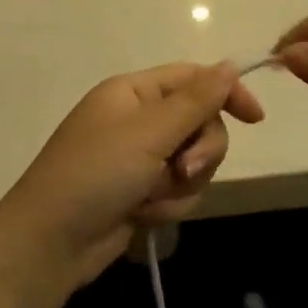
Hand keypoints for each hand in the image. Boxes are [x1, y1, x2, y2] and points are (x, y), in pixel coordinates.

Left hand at [0, 63, 264, 299]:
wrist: (52, 243)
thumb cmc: (95, 174)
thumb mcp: (149, 133)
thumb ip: (196, 100)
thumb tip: (230, 65)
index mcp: (134, 92)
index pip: (194, 79)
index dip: (227, 93)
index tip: (256, 120)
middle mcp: (139, 119)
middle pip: (201, 123)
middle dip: (199, 152)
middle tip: (182, 170)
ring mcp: (140, 158)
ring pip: (195, 162)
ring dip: (179, 185)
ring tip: (148, 199)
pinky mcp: (142, 191)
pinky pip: (179, 190)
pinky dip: (167, 205)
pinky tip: (141, 216)